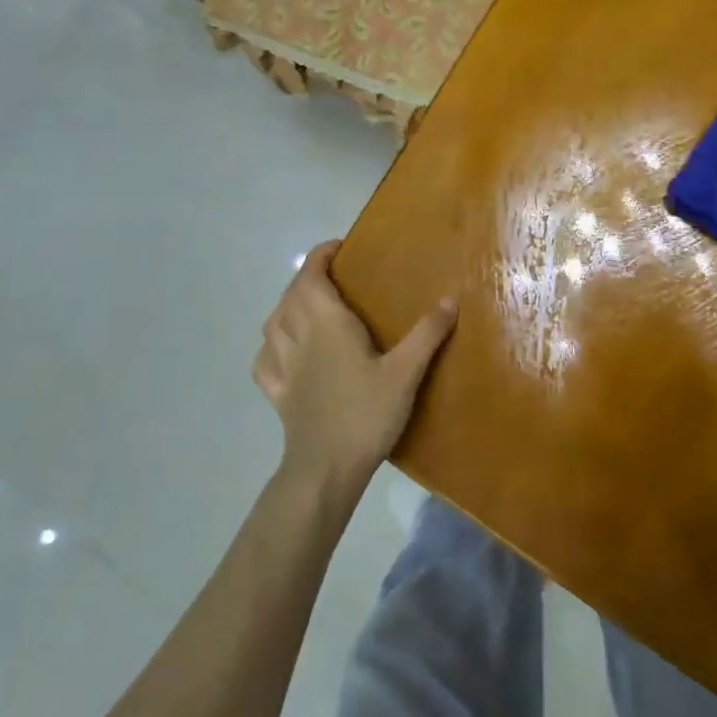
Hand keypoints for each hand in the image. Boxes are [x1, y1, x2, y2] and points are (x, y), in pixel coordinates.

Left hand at [253, 242, 457, 491]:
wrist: (326, 468)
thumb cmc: (366, 413)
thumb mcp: (406, 372)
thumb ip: (427, 334)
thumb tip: (450, 299)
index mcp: (327, 324)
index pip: (312, 276)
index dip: (320, 256)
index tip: (338, 248)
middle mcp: (299, 337)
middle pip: (291, 296)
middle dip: (306, 278)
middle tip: (330, 277)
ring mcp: (283, 367)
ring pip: (273, 325)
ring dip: (285, 308)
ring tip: (304, 308)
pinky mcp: (277, 395)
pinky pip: (265, 362)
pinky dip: (271, 348)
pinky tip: (282, 352)